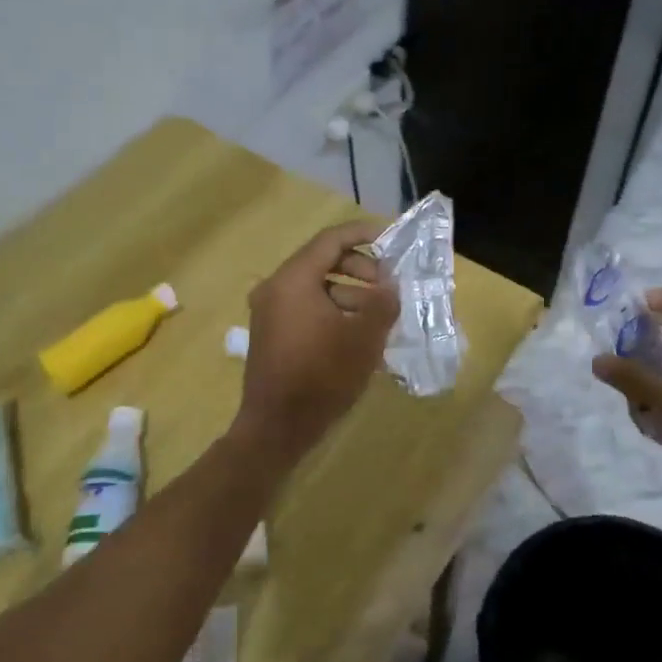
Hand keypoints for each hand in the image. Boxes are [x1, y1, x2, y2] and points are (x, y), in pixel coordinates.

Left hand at [236, 220, 399, 456]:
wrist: (277, 427)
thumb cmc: (322, 376)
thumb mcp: (364, 337)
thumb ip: (383, 302)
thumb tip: (390, 286)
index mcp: (293, 279)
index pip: (331, 240)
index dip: (364, 234)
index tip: (391, 239)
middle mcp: (275, 288)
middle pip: (322, 261)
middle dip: (361, 269)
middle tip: (389, 287)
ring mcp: (269, 312)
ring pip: (316, 287)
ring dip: (350, 293)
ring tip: (380, 315)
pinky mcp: (272, 334)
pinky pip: (306, 307)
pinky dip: (333, 310)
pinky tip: (358, 334)